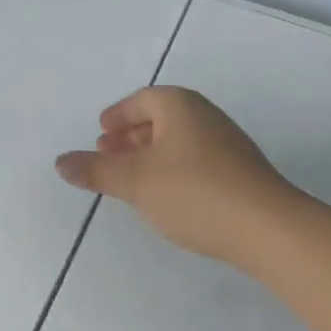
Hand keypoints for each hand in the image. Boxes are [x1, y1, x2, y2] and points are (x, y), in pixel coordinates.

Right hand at [55, 86, 311, 263]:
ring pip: (178, 142)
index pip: (142, 100)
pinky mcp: (241, 174)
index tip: (101, 133)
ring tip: (132, 179)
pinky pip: (196, 161)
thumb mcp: (134, 182)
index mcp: (180, 106)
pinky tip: (166, 197)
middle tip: (109, 155)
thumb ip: (95, 170)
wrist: (270, 230)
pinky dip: (172, 170)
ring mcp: (228, 145)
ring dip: (151, 155)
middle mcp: (205, 117)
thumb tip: (61, 162)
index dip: (118, 115)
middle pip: (160, 119)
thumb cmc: (194, 192)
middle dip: (131, 136)